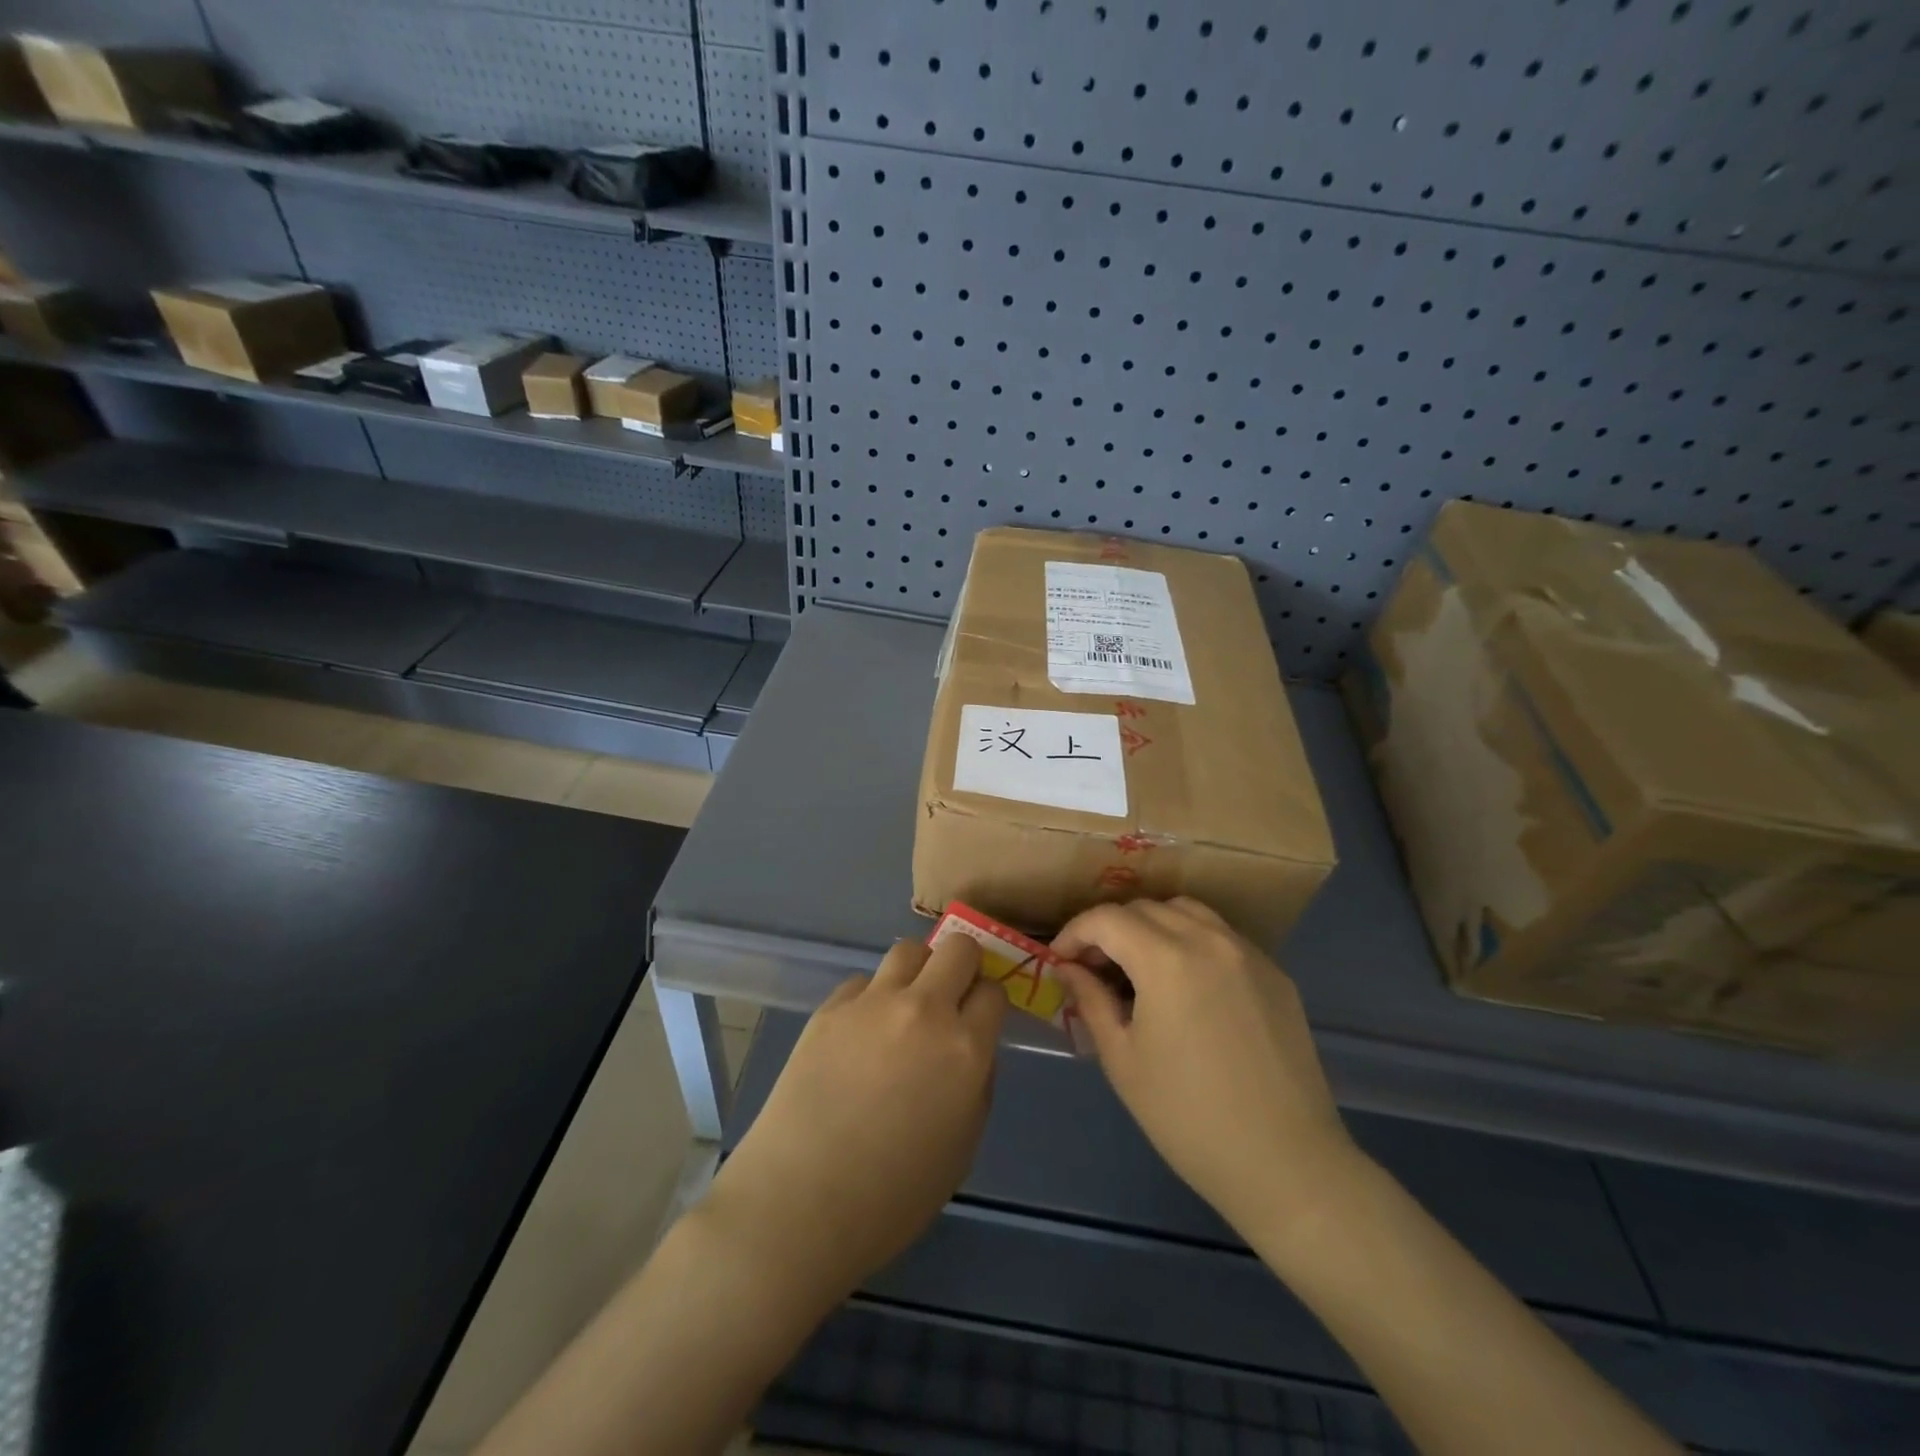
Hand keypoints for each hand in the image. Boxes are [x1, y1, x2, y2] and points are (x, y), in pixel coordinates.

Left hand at [703, 936, 1006, 1310]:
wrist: (801, 1203)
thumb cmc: (893, 1196)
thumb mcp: (962, 1147)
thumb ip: (978, 1084)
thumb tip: (972, 1049)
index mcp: (965, 1049)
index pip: (993, 991)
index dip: (988, 1003)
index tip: (979, 1019)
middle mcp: (924, 1010)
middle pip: (958, 948)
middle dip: (963, 965)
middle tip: (951, 996)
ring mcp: (873, 1003)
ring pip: (909, 950)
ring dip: (918, 971)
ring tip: (905, 1006)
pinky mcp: (830, 1007)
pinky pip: (863, 982)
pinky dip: (871, 999)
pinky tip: (859, 1035)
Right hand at [1053, 898, 1356, 1241]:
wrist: (1286, 1164)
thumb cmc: (1188, 1117)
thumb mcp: (1123, 1060)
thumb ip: (1092, 1000)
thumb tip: (1069, 969)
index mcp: (1166, 959)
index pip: (1106, 919)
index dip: (1074, 933)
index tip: (1060, 962)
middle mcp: (1209, 940)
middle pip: (1144, 909)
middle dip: (1109, 929)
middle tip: (1094, 968)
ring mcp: (1248, 953)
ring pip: (1187, 911)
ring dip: (1151, 926)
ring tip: (1138, 966)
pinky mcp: (1275, 974)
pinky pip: (1222, 936)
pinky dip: (1191, 941)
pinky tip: (1186, 984)